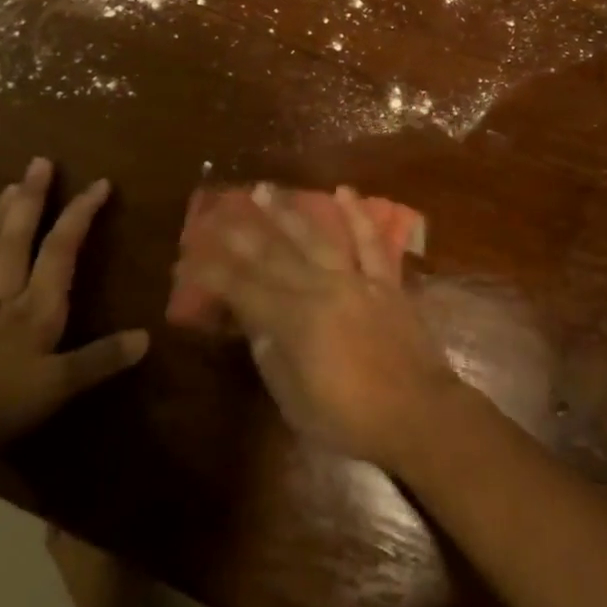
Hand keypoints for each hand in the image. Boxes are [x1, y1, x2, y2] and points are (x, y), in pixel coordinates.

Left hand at [0, 159, 148, 457]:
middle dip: (31, 201)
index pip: (61, 251)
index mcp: (36, 309)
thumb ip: (101, 360)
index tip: (99, 183)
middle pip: (16, 242)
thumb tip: (146, 337)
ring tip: (5, 188)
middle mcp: (2, 299)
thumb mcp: (59, 387)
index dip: (80, 215)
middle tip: (39, 163)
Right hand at [180, 186, 464, 468]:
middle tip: (217, 208)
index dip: (212, 272)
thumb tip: (252, 321)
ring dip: (288, 211)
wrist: (418, 413)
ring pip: (316, 237)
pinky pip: (370, 242)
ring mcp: (355, 279)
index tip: (188, 258)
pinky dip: (358, 215)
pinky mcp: (385, 280)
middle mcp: (321, 289)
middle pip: (273, 254)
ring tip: (265, 189)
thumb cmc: (350, 418)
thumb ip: (271, 355)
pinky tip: (344, 190)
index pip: (241, 288)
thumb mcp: (295, 399)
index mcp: (294, 321)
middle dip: (240, 231)